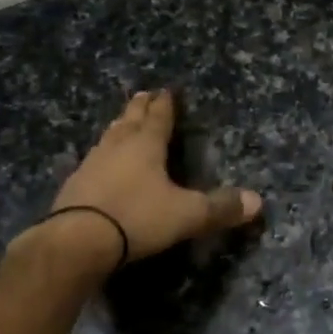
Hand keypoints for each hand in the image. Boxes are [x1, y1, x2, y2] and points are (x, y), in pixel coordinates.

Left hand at [13, 90, 261, 276]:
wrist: (76, 242)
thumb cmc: (137, 218)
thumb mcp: (186, 214)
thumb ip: (220, 208)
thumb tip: (258, 202)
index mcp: (146, 145)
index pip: (159, 117)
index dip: (165, 104)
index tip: (167, 90)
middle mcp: (117, 147)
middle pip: (130, 120)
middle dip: (139, 107)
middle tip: (144, 94)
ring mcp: (91, 165)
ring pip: (109, 137)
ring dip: (119, 127)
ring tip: (123, 122)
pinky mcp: (74, 186)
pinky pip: (94, 161)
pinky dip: (103, 155)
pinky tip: (100, 163)